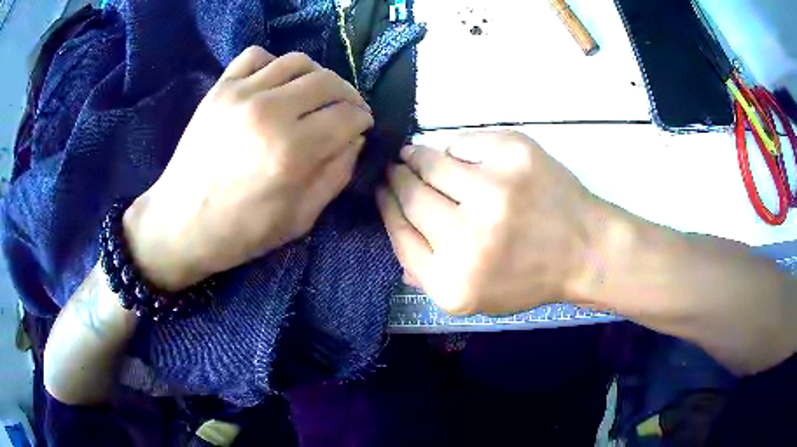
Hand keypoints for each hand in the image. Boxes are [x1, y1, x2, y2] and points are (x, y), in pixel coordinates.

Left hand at [124, 47, 373, 290]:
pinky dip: (274, 63)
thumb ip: (336, 175)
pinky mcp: (220, 88)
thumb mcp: (300, 218)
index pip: (347, 116)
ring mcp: (241, 94)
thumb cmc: (241, 231)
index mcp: (292, 151)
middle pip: (328, 82)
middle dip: (348, 95)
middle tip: (346, 110)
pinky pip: (257, 56)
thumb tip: (354, 139)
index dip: (363, 120)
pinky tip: (275, 84)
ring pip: (298, 61)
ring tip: (315, 95)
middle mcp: (269, 112)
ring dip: (317, 76)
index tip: (362, 127)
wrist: (181, 223)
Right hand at [378, 131, 603, 314]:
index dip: (387, 206)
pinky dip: (456, 148)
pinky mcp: (515, 154)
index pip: (400, 233)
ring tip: (414, 154)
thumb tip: (395, 225)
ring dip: (417, 156)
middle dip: (397, 177)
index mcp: (452, 282)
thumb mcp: (473, 299)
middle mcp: (468, 237)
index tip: (381, 191)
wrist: (586, 250)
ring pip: (431, 161)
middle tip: (395, 167)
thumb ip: (426, 274)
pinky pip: (464, 142)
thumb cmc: (529, 277)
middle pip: (411, 194)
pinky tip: (459, 156)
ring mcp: (494, 190)